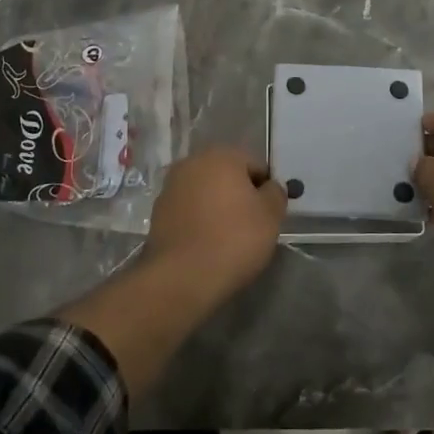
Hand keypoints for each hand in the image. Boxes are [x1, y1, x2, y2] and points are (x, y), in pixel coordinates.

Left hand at [143, 146, 287, 301]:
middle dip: (239, 195)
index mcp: (221, 156)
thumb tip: (269, 188)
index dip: (265, 190)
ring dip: (217, 207)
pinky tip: (206, 244)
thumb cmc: (234, 239)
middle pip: (226, 176)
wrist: (182, 277)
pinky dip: (198, 221)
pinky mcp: (157, 213)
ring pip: (205, 193)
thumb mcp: (271, 215)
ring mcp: (170, 187)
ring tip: (227, 238)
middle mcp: (192, 163)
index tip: (268, 215)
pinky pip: (188, 211)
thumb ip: (275, 193)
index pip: (255, 166)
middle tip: (250, 226)